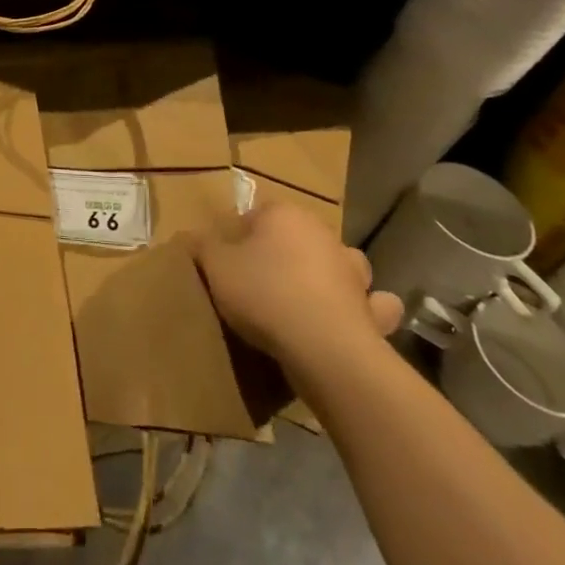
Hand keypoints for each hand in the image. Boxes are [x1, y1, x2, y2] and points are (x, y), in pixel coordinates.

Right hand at [193, 202, 400, 378]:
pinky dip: (366, 310)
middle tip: (260, 282)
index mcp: (285, 215)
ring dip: (331, 274)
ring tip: (308, 298)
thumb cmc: (265, 294)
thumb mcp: (216, 267)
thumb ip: (202, 246)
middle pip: (297, 237)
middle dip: (284, 254)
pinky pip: (372, 305)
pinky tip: (353, 321)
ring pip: (340, 263)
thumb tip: (191, 235)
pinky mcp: (373, 310)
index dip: (239, 238)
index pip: (256, 216)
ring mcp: (353, 272)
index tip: (227, 264)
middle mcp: (323, 234)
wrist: (324, 349)